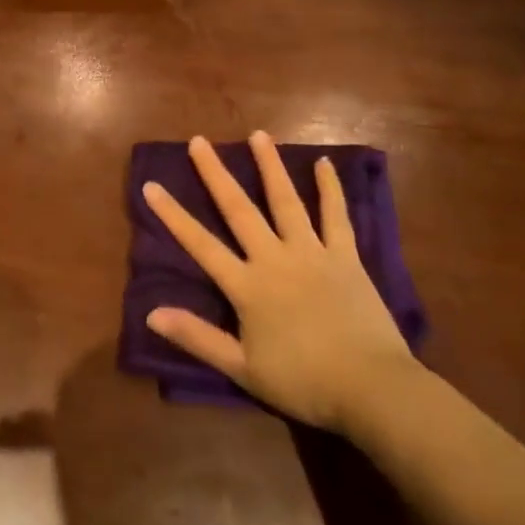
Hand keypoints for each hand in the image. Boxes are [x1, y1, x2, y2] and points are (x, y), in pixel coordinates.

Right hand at [143, 132, 417, 431]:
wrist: (372, 388)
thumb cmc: (303, 382)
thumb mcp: (242, 368)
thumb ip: (197, 337)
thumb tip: (151, 314)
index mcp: (247, 286)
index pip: (201, 245)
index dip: (173, 216)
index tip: (151, 186)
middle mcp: (275, 259)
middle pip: (239, 209)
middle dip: (215, 174)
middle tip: (199, 141)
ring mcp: (312, 253)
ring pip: (286, 201)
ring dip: (270, 167)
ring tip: (258, 135)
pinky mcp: (346, 257)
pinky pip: (336, 217)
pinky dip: (330, 189)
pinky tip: (324, 164)